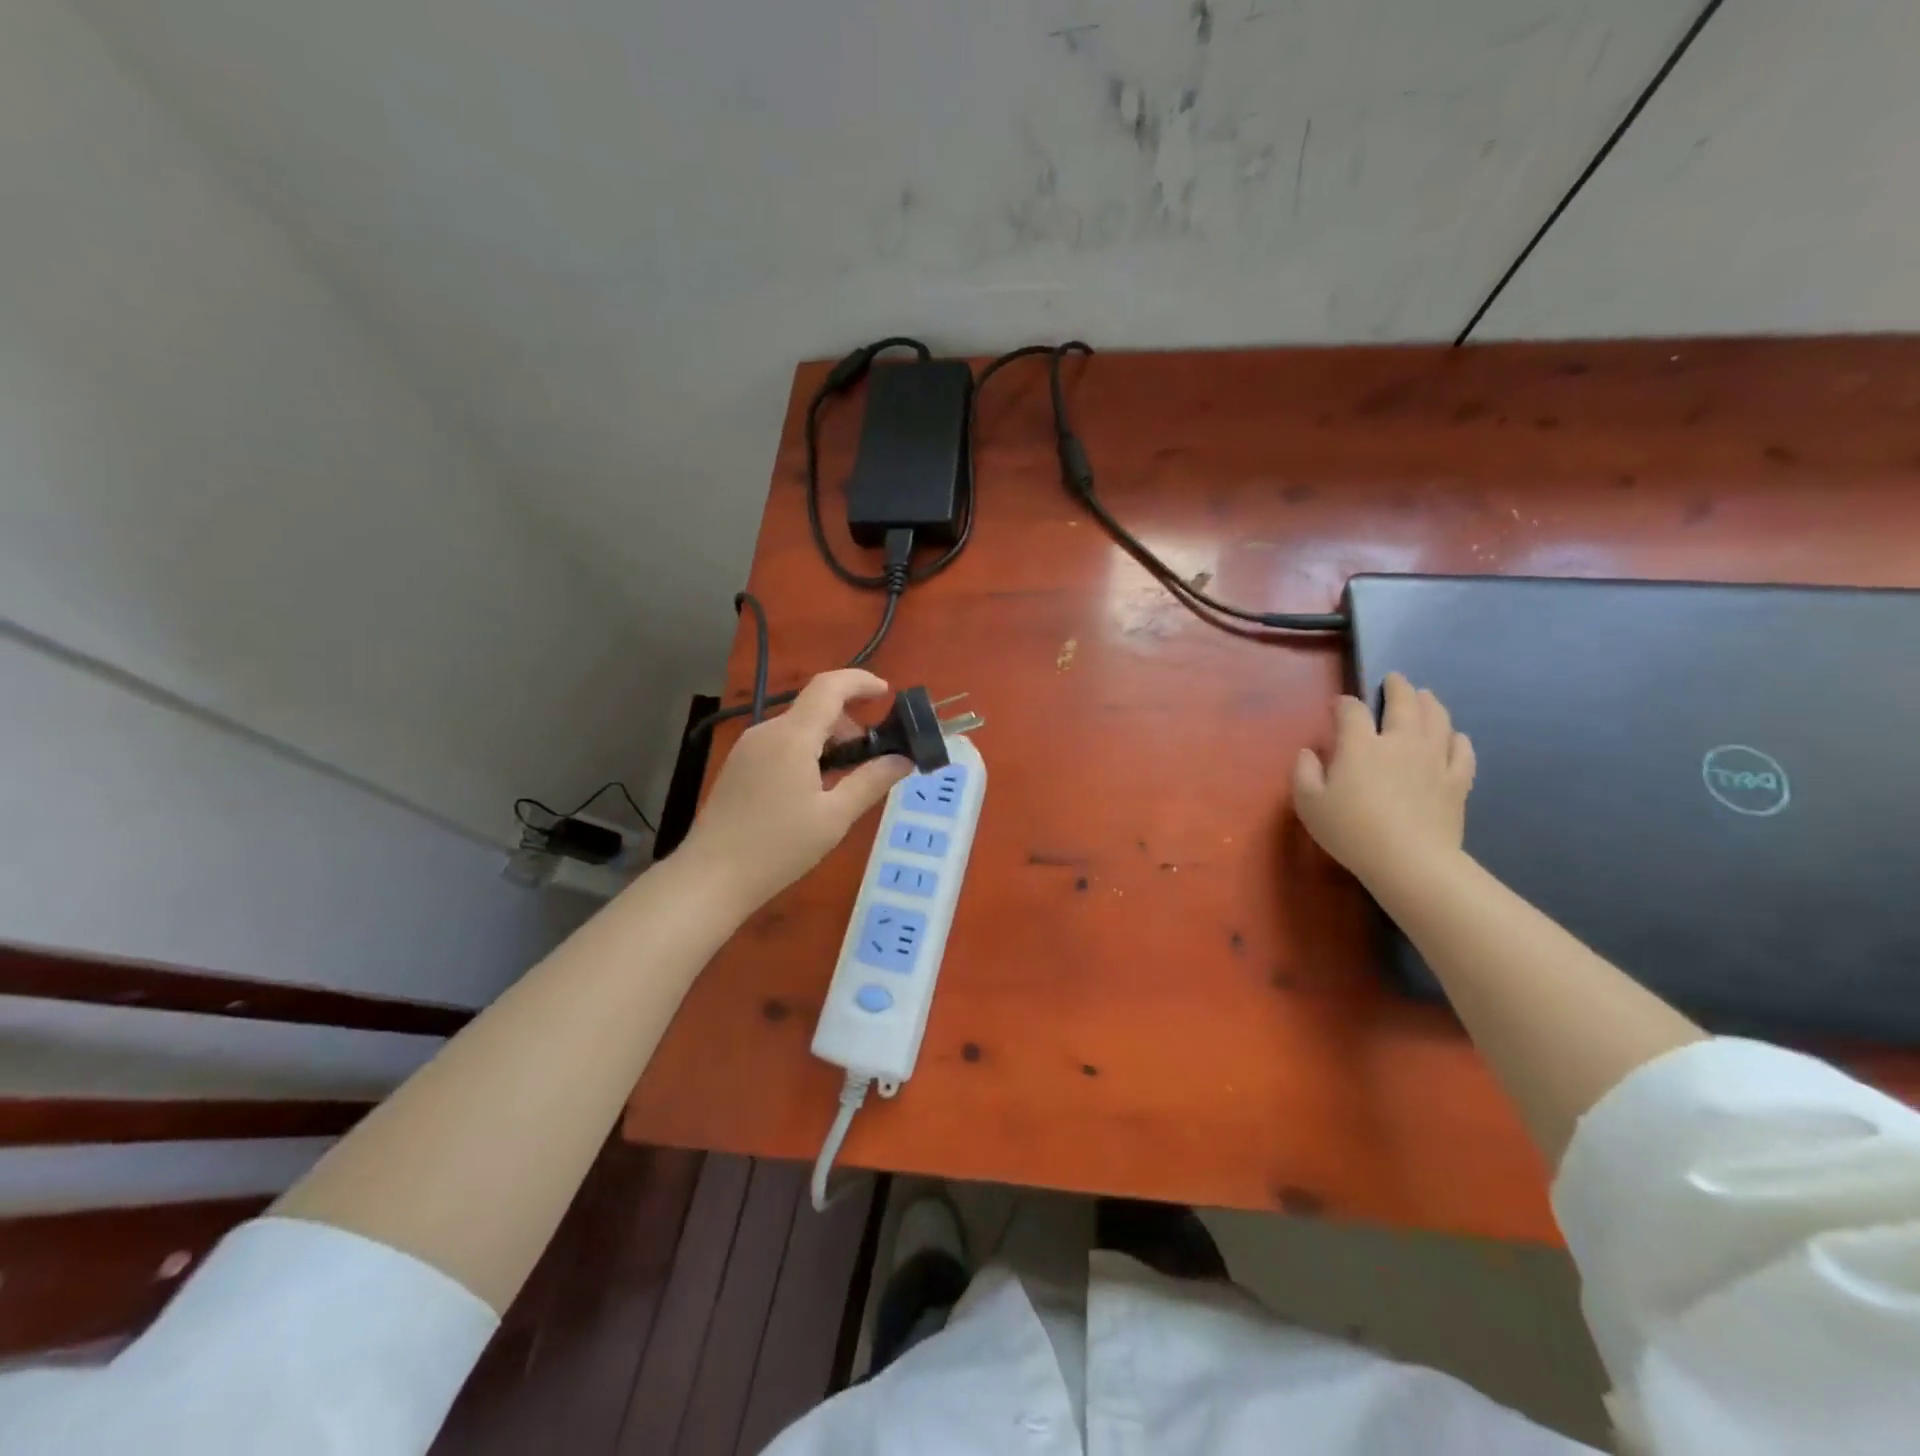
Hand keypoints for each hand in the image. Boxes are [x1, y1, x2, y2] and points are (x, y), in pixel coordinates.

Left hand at [682, 669, 911, 911]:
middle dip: (849, 724)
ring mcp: (748, 747)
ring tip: (842, 783)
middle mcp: (767, 731)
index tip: (887, 693)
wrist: (712, 877)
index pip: (829, 686)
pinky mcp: (739, 765)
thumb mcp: (835, 817)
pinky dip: (806, 752)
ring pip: (798, 727)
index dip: (861, 682)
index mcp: (792, 737)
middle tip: (870, 762)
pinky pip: (781, 743)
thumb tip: (903, 759)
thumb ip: (871, 781)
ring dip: (828, 741)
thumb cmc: (778, 847)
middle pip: (815, 708)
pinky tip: (812, 790)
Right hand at [1292, 672, 1475, 889]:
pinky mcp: (1457, 781)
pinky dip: (1458, 739)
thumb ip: (1303, 773)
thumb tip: (1308, 752)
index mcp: (1361, 745)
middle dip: (1398, 688)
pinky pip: (1462, 752)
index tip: (1339, 705)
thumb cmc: (1351, 830)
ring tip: (1426, 696)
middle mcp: (1400, 742)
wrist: (1409, 860)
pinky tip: (1455, 736)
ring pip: (1437, 720)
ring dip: (1430, 703)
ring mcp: (1434, 760)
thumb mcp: (1309, 804)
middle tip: (1395, 679)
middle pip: (1404, 704)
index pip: (1352, 711)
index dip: (1345, 703)